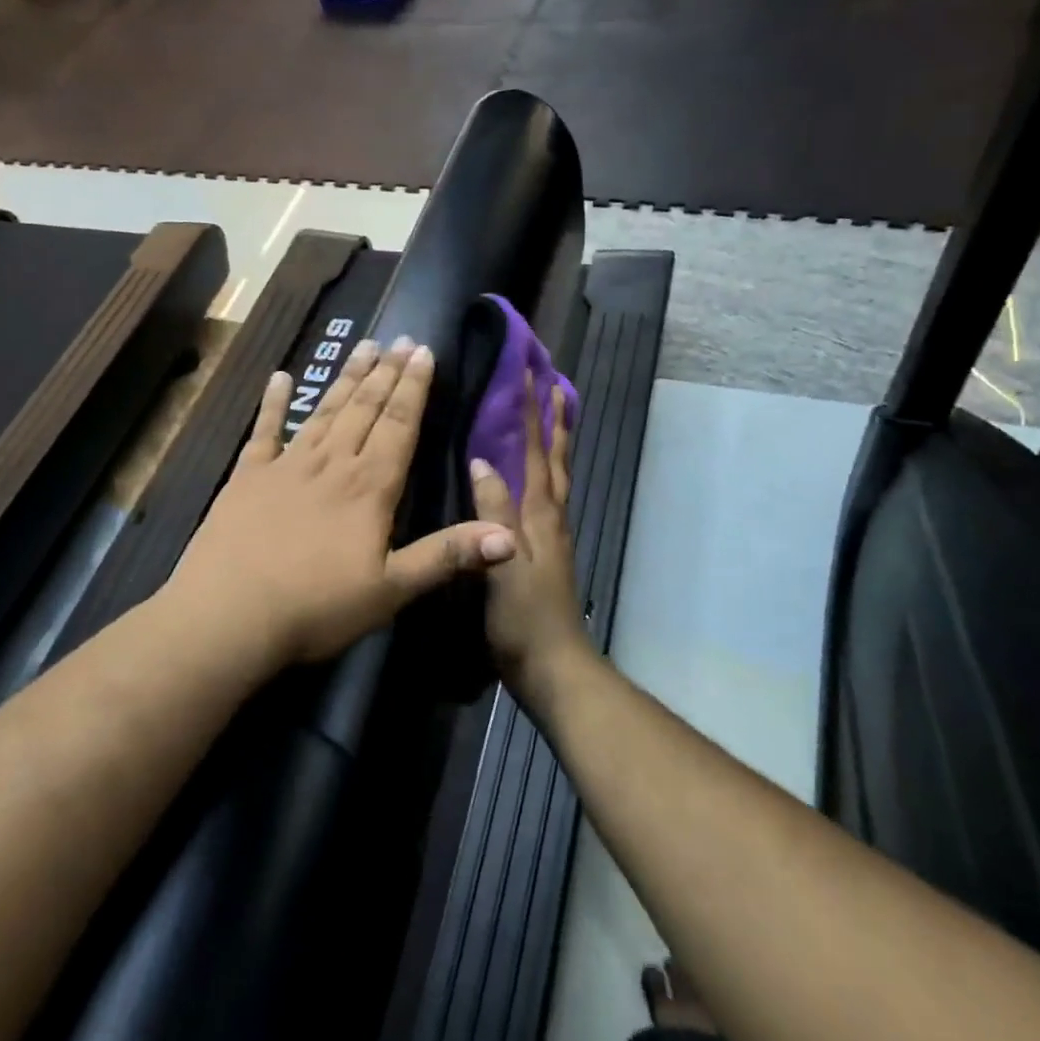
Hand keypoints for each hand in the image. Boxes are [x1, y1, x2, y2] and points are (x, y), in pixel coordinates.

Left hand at [164, 336, 517, 667]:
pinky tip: (280, 377)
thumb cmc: (316, 607)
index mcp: (369, 487)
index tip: (424, 351)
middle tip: (400, 338)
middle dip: (386, 373)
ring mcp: (286, 466)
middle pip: (365, 409)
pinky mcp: (247, 477)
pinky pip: (264, 431)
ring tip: (363, 346)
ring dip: (346, 378)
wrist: (228, 616)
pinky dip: (273, 403)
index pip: (400, 425)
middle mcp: (332, 464)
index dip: (414, 388)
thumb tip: (510, 537)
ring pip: (325, 411)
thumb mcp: (391, 589)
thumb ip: (447, 556)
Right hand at [469, 383, 590, 699]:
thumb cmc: (524, 619)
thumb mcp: (504, 564)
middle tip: (554, 383)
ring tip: (551, 416)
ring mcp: (551, 535)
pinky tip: (529, 478)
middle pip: (556, 458)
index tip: (532, 374)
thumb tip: (483, 461)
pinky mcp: (544, 552)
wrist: (552, 666)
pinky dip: (544, 473)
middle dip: (555, 419)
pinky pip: (546, 498)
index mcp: (541, 515)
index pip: (537, 452)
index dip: (534, 413)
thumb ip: (494, 514)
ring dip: (555, 442)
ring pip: (555, 476)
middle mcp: (550, 517)